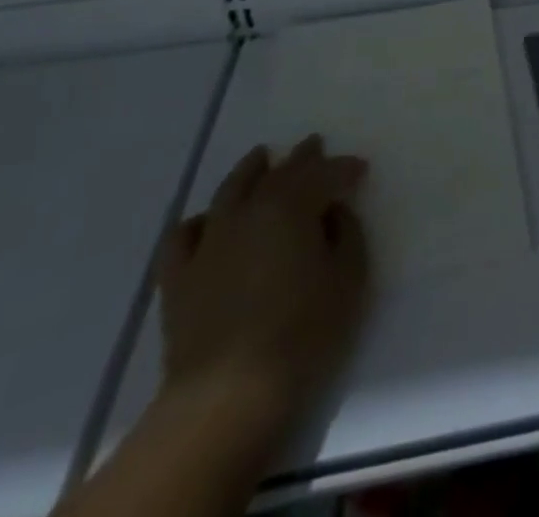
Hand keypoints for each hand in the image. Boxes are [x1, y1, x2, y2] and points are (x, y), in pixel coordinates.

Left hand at [157, 136, 370, 441]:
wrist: (226, 393)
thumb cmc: (301, 332)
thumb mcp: (348, 278)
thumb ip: (346, 234)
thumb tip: (332, 212)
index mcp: (292, 207)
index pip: (324, 174)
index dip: (344, 168)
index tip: (361, 169)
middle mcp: (248, 210)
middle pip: (279, 173)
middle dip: (301, 158)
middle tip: (314, 145)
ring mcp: (208, 241)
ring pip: (230, 190)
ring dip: (249, 170)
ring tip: (261, 158)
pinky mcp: (178, 277)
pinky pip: (184, 234)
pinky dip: (199, 220)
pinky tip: (208, 221)